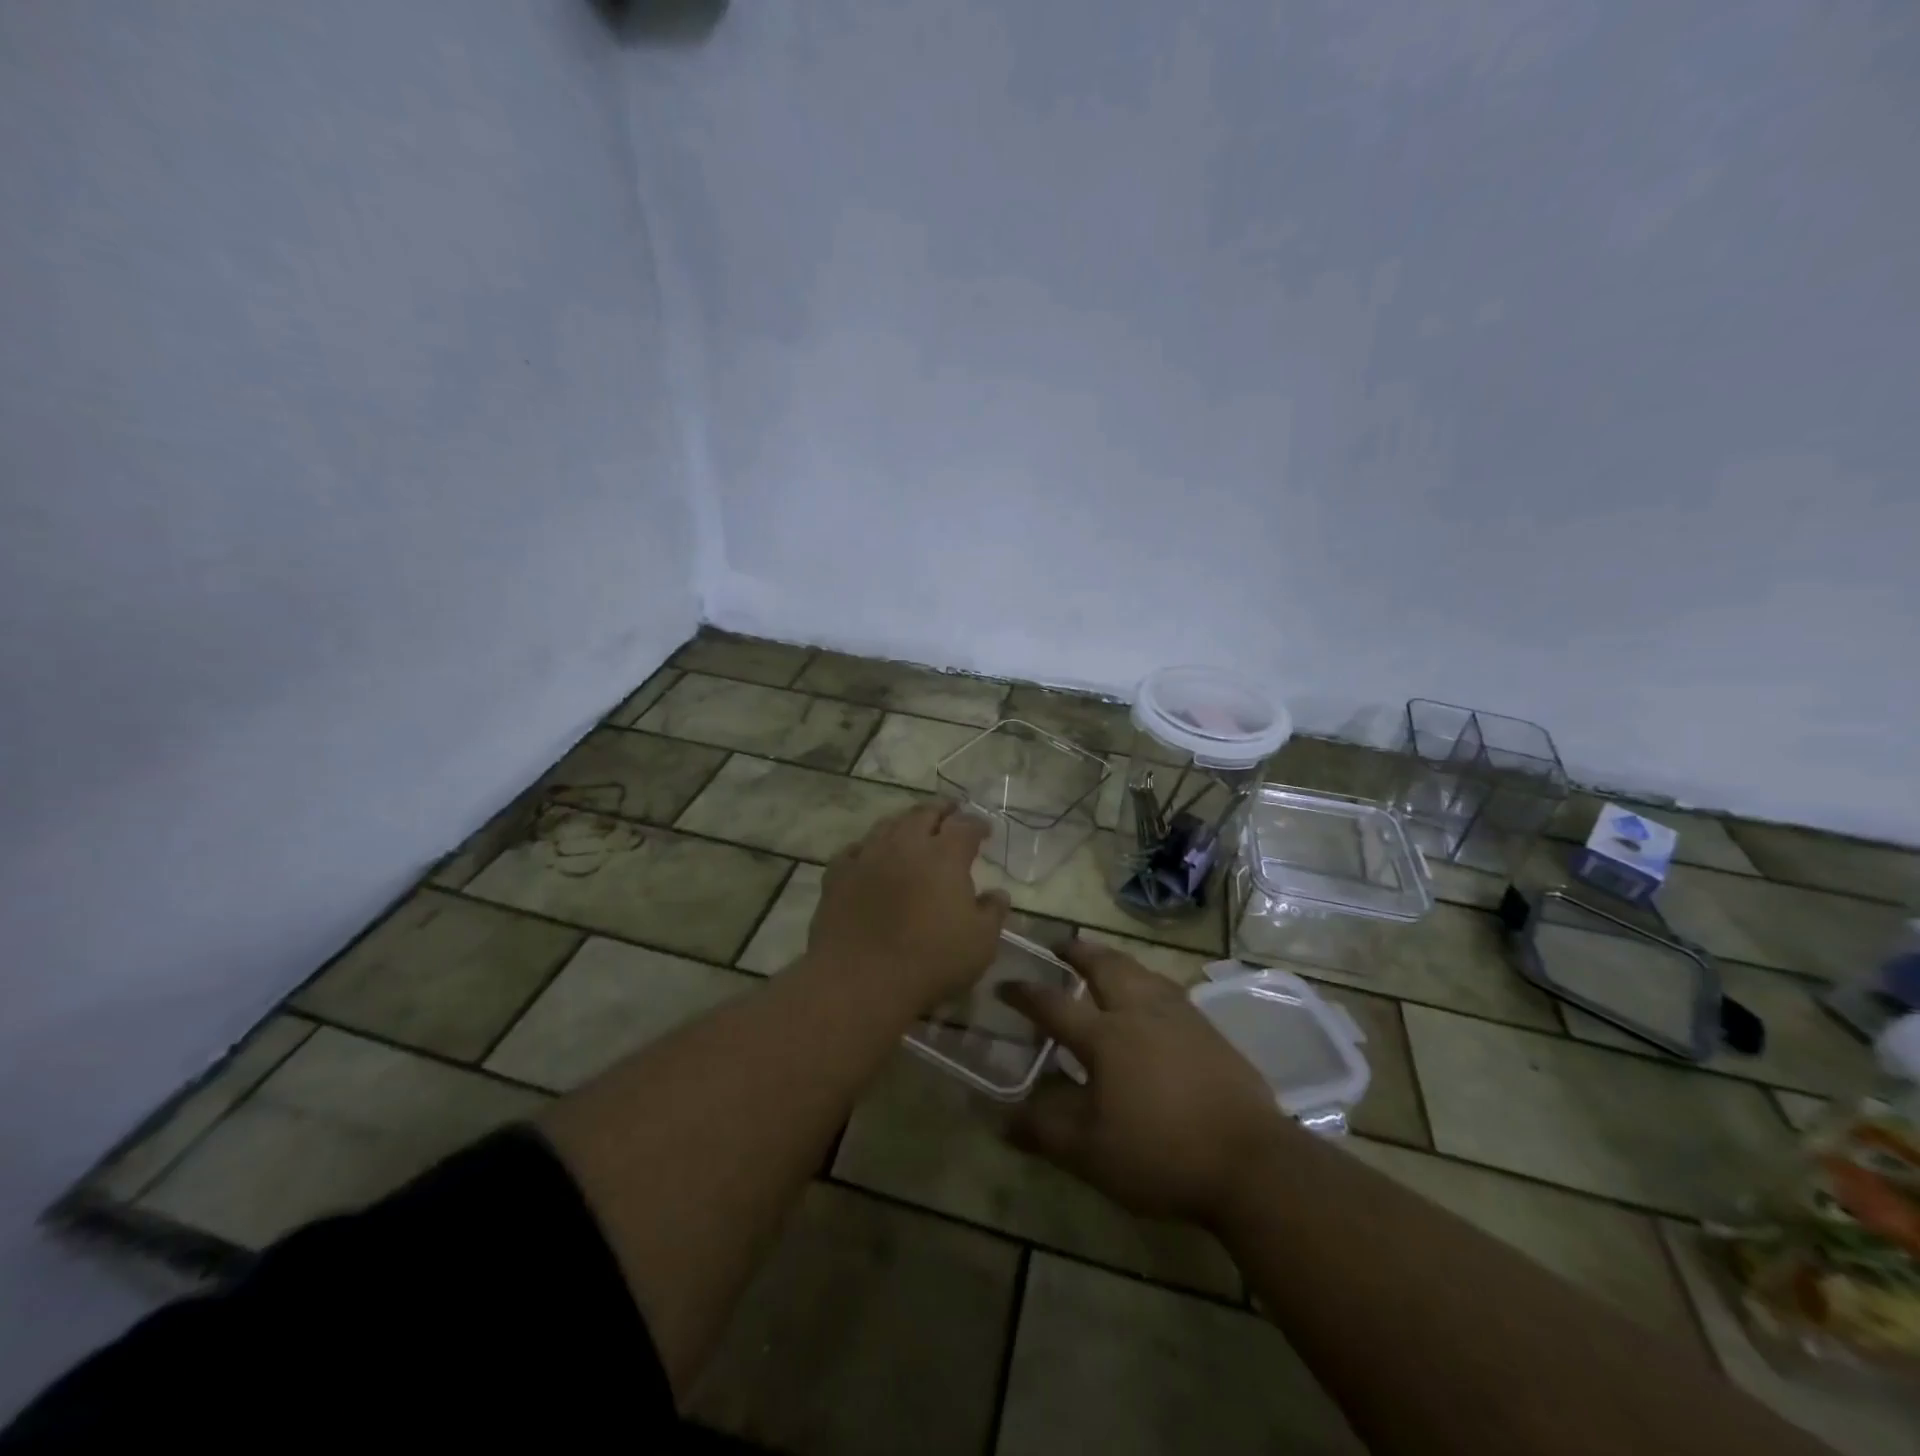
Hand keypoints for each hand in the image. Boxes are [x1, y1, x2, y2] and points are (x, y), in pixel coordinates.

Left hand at [804, 801, 1011, 1014]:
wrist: (860, 980)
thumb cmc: (930, 961)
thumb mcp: (980, 943)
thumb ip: (992, 912)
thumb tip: (998, 893)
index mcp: (944, 855)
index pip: (965, 826)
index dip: (978, 825)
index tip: (985, 830)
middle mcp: (906, 844)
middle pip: (924, 813)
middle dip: (941, 810)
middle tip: (950, 812)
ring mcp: (868, 856)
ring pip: (887, 825)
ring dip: (905, 822)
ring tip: (912, 827)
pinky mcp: (838, 875)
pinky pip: (854, 850)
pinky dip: (867, 847)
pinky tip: (869, 855)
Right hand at [998, 941, 1287, 1226]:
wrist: (1250, 1161)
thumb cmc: (1161, 1153)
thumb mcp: (1090, 1153)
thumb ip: (1044, 1131)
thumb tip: (1001, 1120)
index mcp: (1105, 1036)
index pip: (1053, 1005)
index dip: (1025, 993)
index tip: (1004, 983)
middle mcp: (1139, 1012)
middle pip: (1103, 966)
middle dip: (1077, 951)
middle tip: (1060, 944)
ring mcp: (1179, 1016)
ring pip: (1140, 970)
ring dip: (1114, 959)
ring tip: (1104, 960)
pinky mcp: (1208, 1029)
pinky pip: (1168, 988)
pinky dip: (1147, 979)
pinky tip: (1152, 995)